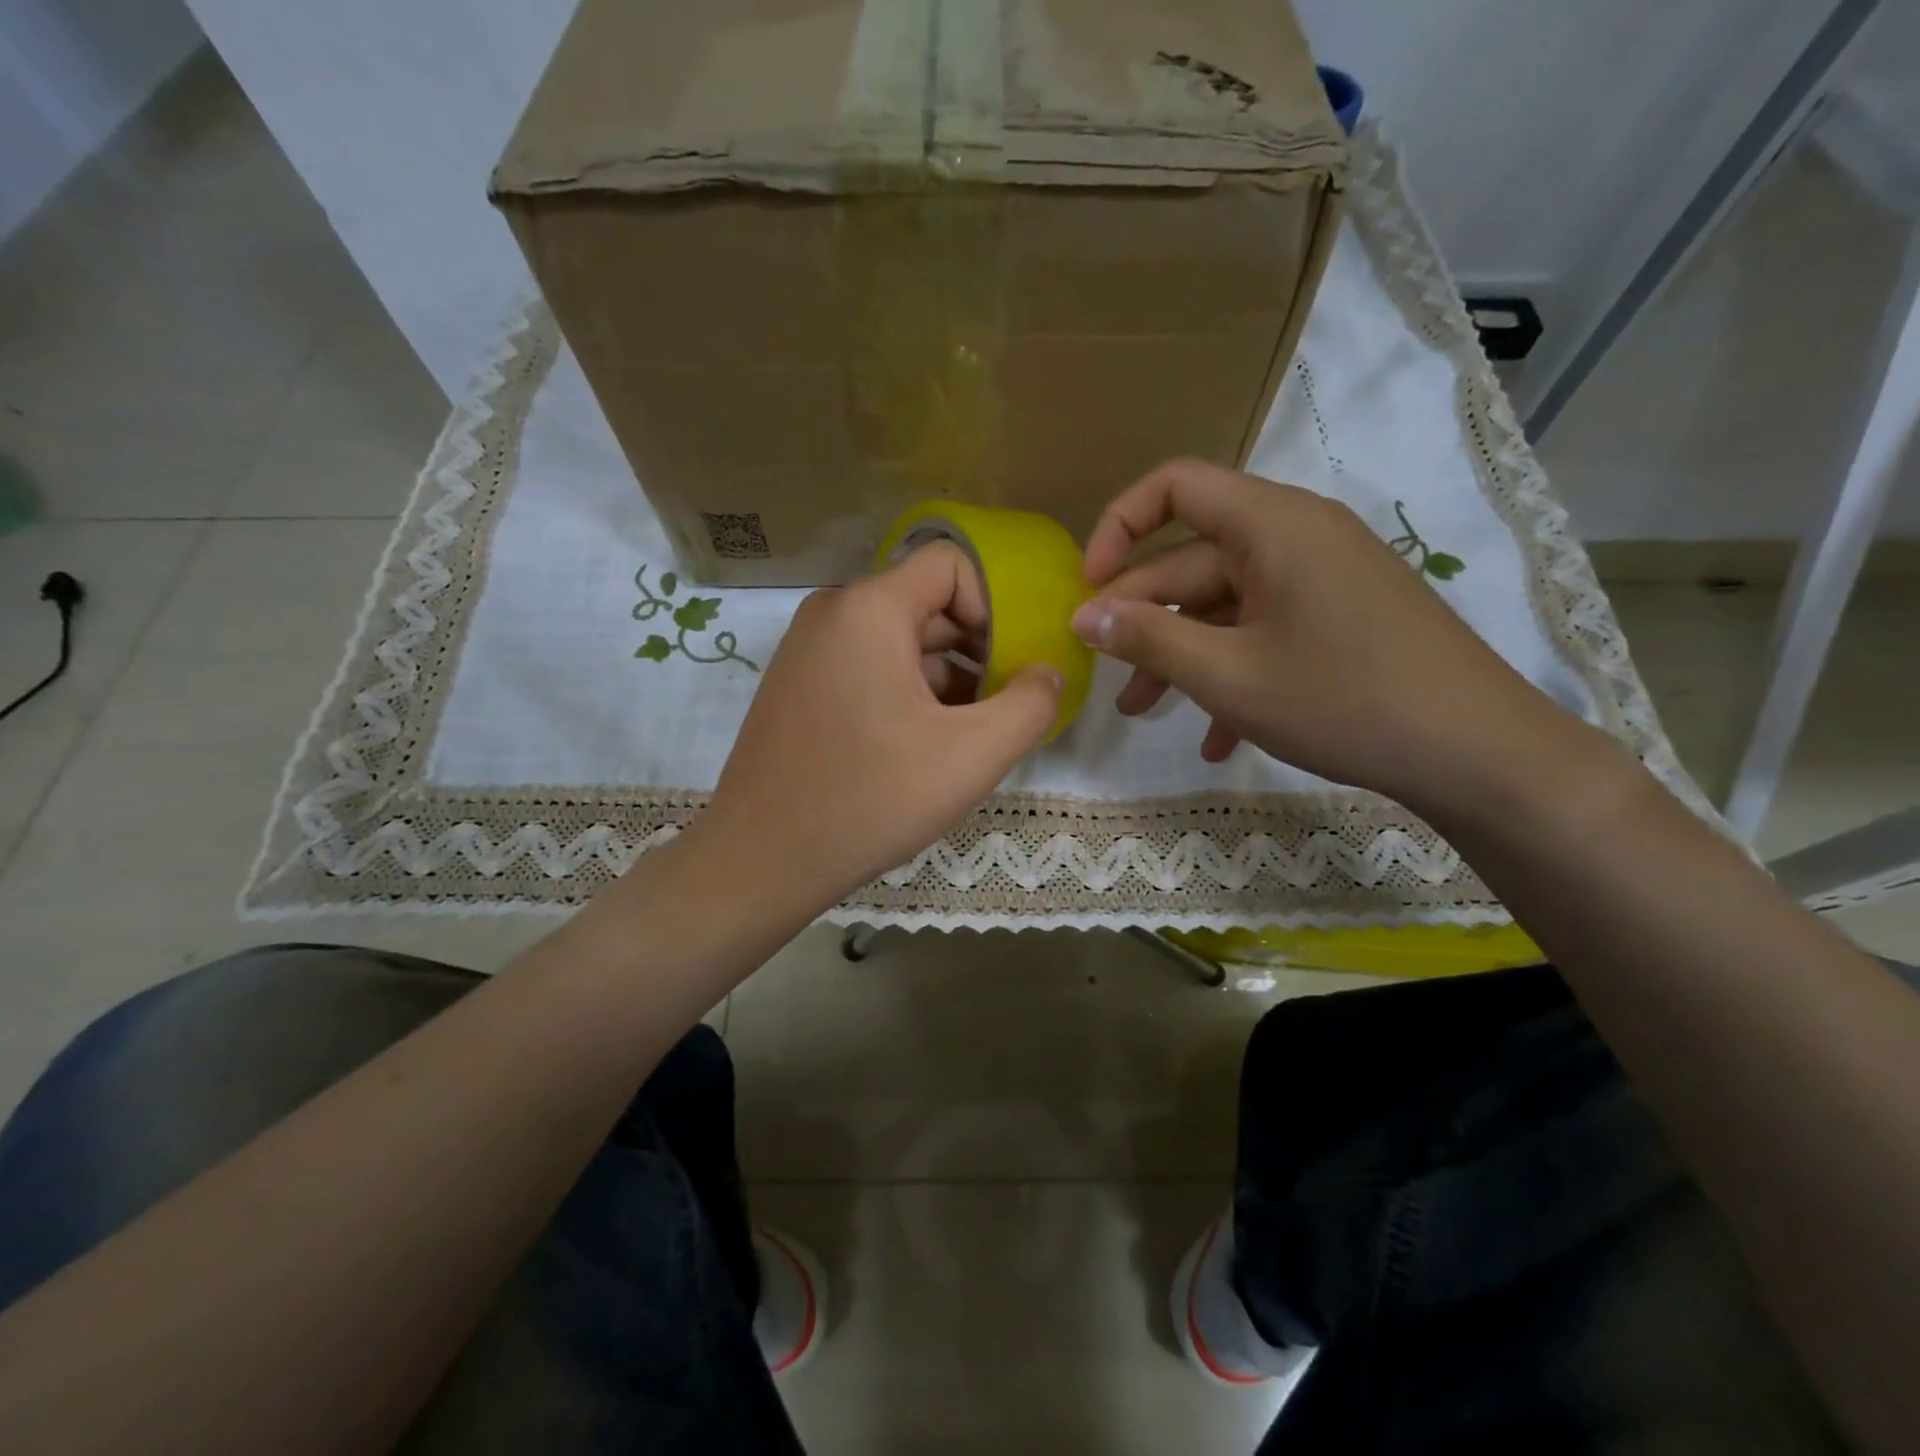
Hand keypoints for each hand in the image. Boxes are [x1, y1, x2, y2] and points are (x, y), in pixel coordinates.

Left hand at [691, 542, 1061, 917]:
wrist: (761, 860)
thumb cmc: (870, 799)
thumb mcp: (971, 755)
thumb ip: (1030, 705)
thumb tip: (1048, 673)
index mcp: (868, 608)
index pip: (952, 565)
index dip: (995, 607)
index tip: (1012, 666)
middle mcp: (832, 613)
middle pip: (927, 604)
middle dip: (976, 650)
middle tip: (1001, 707)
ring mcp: (807, 650)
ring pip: (899, 640)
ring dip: (945, 678)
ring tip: (967, 736)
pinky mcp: (798, 685)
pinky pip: (868, 666)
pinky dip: (906, 692)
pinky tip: (923, 746)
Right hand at [1072, 458, 1591, 814]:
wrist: (1479, 753)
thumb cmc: (1343, 700)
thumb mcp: (1227, 674)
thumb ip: (1148, 638)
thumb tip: (1084, 617)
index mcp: (1272, 526)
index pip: (1176, 486)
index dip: (1118, 526)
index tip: (1089, 587)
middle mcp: (1298, 537)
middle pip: (1194, 560)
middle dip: (1143, 619)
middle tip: (1106, 674)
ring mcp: (1323, 579)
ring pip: (1226, 605)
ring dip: (1182, 655)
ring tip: (1143, 713)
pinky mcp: (1341, 618)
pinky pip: (1267, 631)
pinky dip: (1233, 673)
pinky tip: (1216, 736)